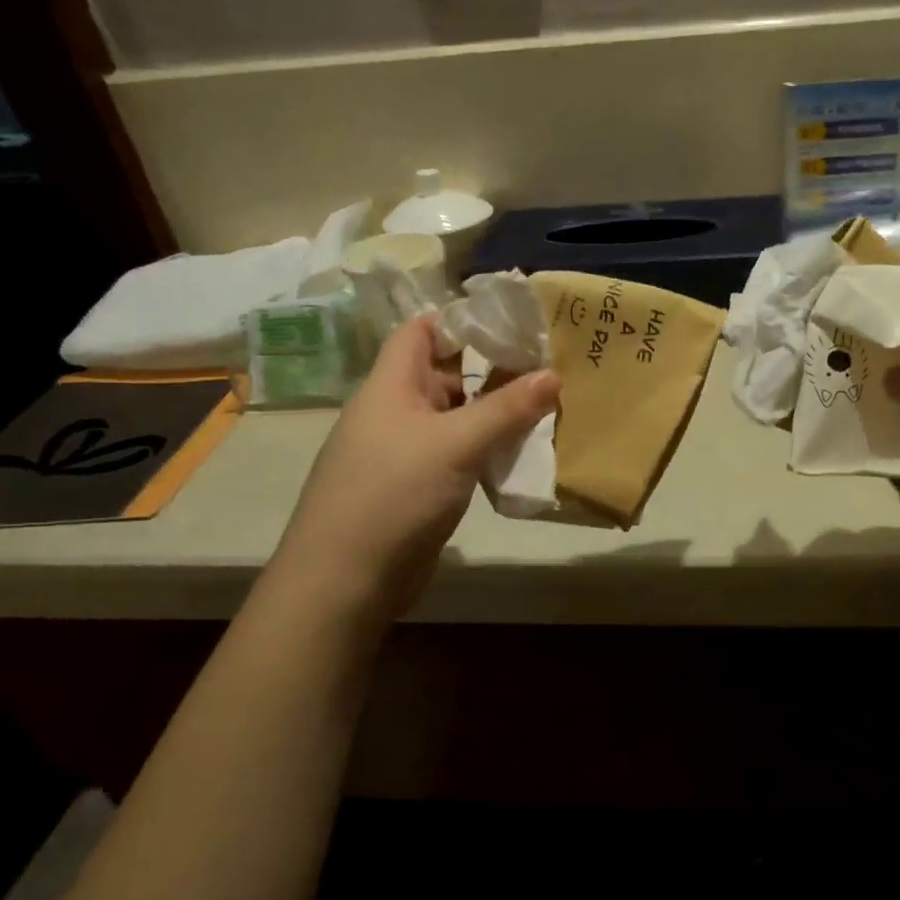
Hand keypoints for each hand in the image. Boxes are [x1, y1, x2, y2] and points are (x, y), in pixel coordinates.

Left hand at [273, 316, 559, 615]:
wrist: (345, 581)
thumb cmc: (393, 494)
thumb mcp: (455, 444)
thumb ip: (507, 408)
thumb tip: (555, 374)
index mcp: (391, 386)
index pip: (421, 330)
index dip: (461, 319)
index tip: (513, 320)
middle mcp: (397, 411)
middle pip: (445, 373)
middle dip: (493, 366)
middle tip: (548, 362)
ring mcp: (406, 451)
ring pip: (457, 416)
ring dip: (496, 411)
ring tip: (549, 403)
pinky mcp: (419, 486)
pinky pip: (459, 452)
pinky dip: (488, 447)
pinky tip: (524, 451)